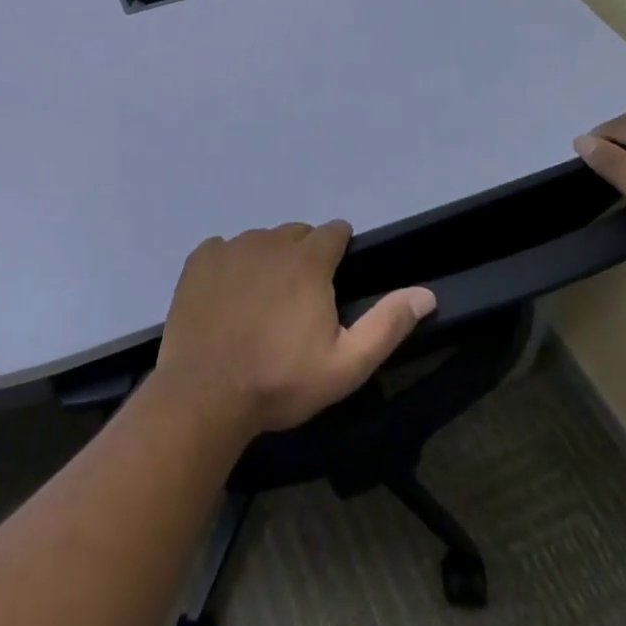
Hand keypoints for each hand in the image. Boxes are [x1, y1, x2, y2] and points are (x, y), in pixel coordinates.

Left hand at [153, 223, 435, 437]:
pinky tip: (227, 299)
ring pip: (259, 241)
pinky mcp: (200, 259)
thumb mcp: (346, 365)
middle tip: (299, 299)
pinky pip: (223, 249)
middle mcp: (270, 241)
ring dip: (267, 260)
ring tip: (261, 303)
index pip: (334, 231)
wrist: (206, 394)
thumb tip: (426, 293)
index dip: (339, 248)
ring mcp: (231, 247)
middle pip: (296, 234)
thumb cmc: (281, 381)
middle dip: (304, 256)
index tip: (336, 275)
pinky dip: (230, 265)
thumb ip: (387, 325)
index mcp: (308, 260)